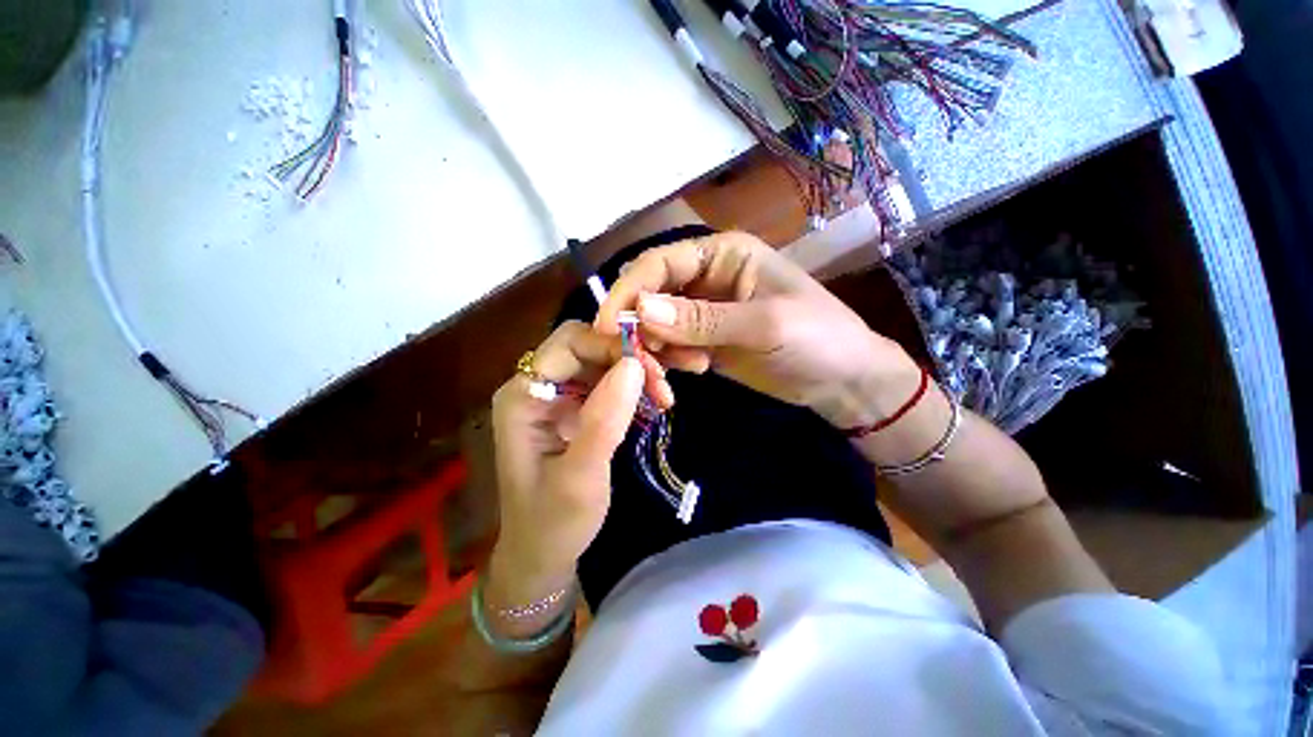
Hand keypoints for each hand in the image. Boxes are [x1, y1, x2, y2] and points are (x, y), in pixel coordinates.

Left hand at [488, 321, 645, 614]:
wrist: (543, 555)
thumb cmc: (554, 522)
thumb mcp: (581, 476)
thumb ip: (605, 419)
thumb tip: (634, 365)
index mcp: (523, 395)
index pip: (569, 344)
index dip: (611, 346)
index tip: (651, 370)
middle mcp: (537, 386)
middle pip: (587, 346)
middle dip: (627, 358)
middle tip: (662, 384)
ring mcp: (558, 396)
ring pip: (602, 361)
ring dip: (635, 372)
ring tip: (664, 397)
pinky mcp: (576, 408)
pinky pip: (608, 381)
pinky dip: (634, 386)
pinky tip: (654, 402)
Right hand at [595, 231, 919, 428]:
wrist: (842, 381)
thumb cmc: (817, 338)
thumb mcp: (764, 325)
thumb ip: (702, 319)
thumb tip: (639, 310)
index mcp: (722, 254)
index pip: (660, 263)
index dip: (629, 290)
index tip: (608, 327)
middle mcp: (706, 277)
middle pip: (651, 293)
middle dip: (641, 325)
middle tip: (644, 359)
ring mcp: (703, 312)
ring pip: (656, 323)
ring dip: (657, 347)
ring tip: (689, 368)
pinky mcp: (704, 340)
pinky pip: (670, 345)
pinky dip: (669, 360)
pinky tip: (693, 371)